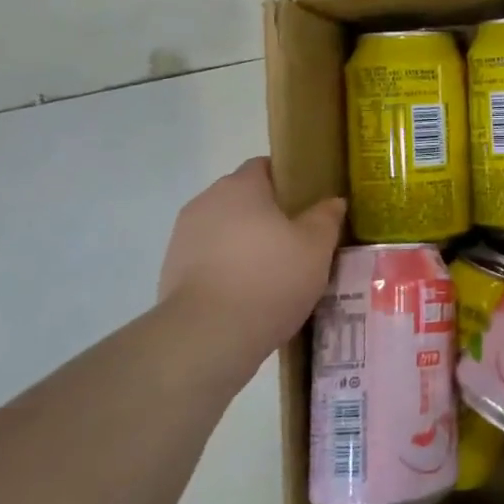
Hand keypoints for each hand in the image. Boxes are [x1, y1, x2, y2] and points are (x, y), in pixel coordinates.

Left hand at [157, 158, 343, 370]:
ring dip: (247, 244)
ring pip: (226, 231)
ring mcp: (183, 238)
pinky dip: (229, 270)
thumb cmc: (270, 277)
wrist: (208, 336)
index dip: (289, 181)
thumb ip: (326, 217)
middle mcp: (206, 202)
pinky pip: (210, 260)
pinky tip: (251, 296)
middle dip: (269, 216)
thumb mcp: (317, 246)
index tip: (309, 205)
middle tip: (299, 242)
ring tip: (276, 274)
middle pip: (243, 199)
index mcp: (240, 186)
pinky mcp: (171, 273)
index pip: (264, 166)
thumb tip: (333, 201)